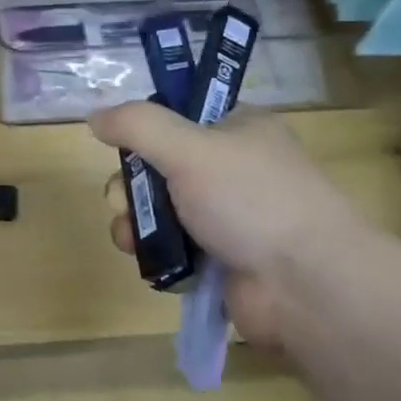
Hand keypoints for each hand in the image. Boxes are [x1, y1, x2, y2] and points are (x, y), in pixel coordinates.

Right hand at [88, 101, 362, 346]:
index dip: (145, 131)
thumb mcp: (190, 149)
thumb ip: (138, 126)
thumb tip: (94, 115)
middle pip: (158, 166)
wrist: (305, 285)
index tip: (125, 148)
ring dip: (134, 223)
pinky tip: (147, 261)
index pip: (178, 116)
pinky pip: (170, 247)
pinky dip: (154, 253)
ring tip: (130, 240)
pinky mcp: (219, 259)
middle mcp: (232, 169)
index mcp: (237, 129)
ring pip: (158, 210)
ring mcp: (226, 217)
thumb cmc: (251, 201)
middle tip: (123, 201)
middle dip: (130, 186)